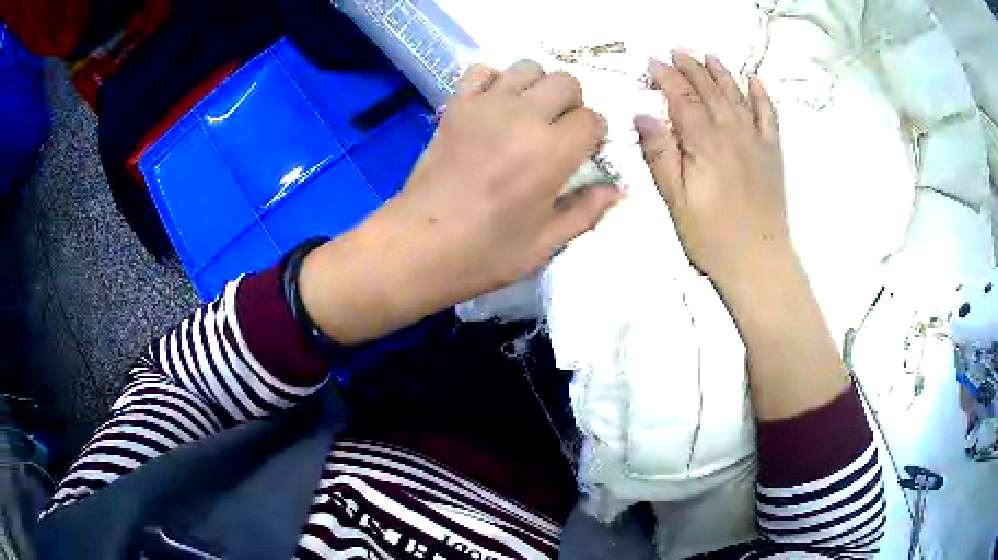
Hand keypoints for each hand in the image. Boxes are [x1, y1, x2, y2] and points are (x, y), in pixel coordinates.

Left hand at [300, 61, 619, 343]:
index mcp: (553, 151)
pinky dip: (494, 80)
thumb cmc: (484, 253)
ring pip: (528, 67)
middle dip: (572, 103)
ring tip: (528, 115)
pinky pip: (481, 71)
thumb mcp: (545, 243)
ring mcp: (486, 105)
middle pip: (566, 81)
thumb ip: (586, 211)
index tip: (584, 152)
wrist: (418, 245)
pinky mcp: (456, 106)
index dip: (594, 135)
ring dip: (537, 87)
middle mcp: (524, 116)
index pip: (593, 119)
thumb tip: (617, 190)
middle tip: (558, 131)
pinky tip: (493, 106)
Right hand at [635, 52, 791, 295]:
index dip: (666, 77)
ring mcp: (756, 140)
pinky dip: (762, 95)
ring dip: (722, 72)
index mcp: (704, 142)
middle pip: (709, 90)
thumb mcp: (675, 200)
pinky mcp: (772, 153)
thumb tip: (644, 115)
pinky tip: (755, 80)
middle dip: (691, 67)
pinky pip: (769, 115)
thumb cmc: (712, 236)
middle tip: (677, 51)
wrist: (759, 261)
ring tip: (708, 55)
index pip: (682, 98)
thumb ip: (660, 154)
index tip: (652, 62)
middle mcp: (732, 132)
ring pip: (737, 95)